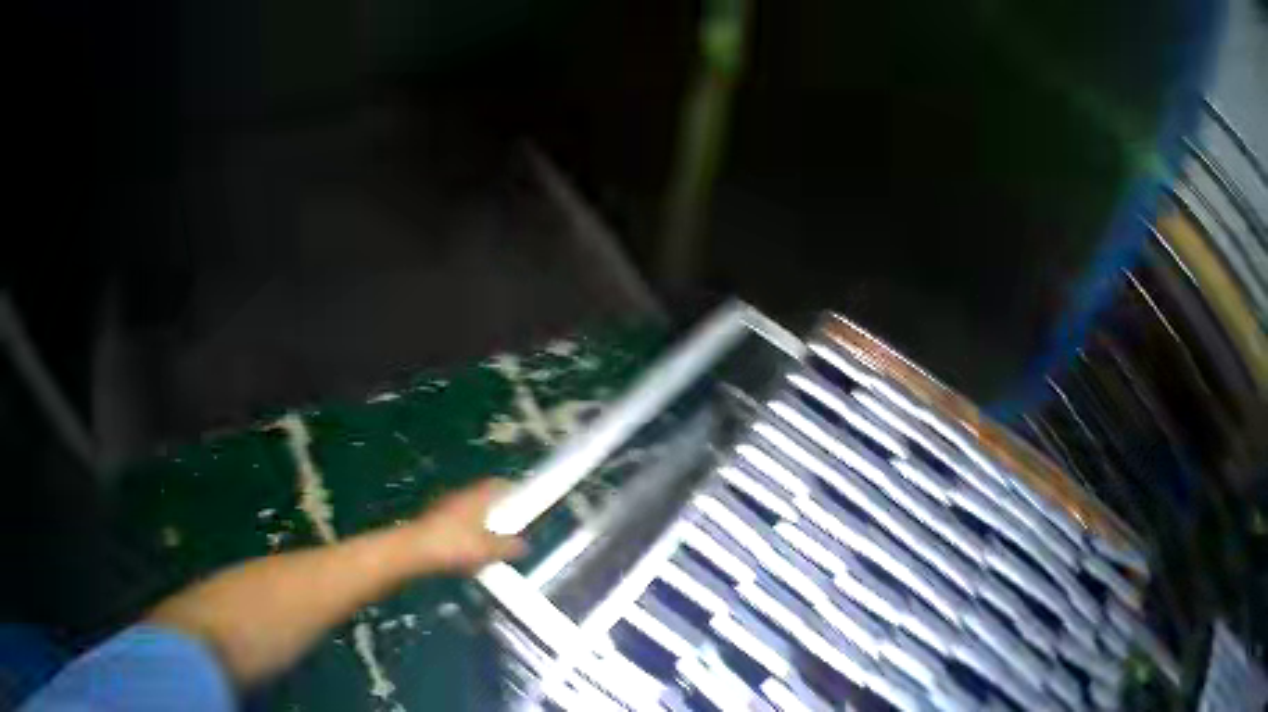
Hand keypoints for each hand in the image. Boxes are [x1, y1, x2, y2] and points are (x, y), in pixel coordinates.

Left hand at [405, 478, 525, 573]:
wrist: (414, 551)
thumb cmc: (455, 544)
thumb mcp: (489, 550)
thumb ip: (509, 546)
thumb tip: (524, 545)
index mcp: (477, 497)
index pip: (497, 484)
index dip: (511, 487)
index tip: (522, 494)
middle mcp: (460, 496)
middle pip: (482, 496)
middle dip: (496, 507)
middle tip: (509, 518)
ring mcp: (444, 507)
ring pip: (468, 510)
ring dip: (479, 520)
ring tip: (490, 537)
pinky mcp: (433, 522)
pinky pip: (456, 523)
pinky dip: (465, 532)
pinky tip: (469, 549)